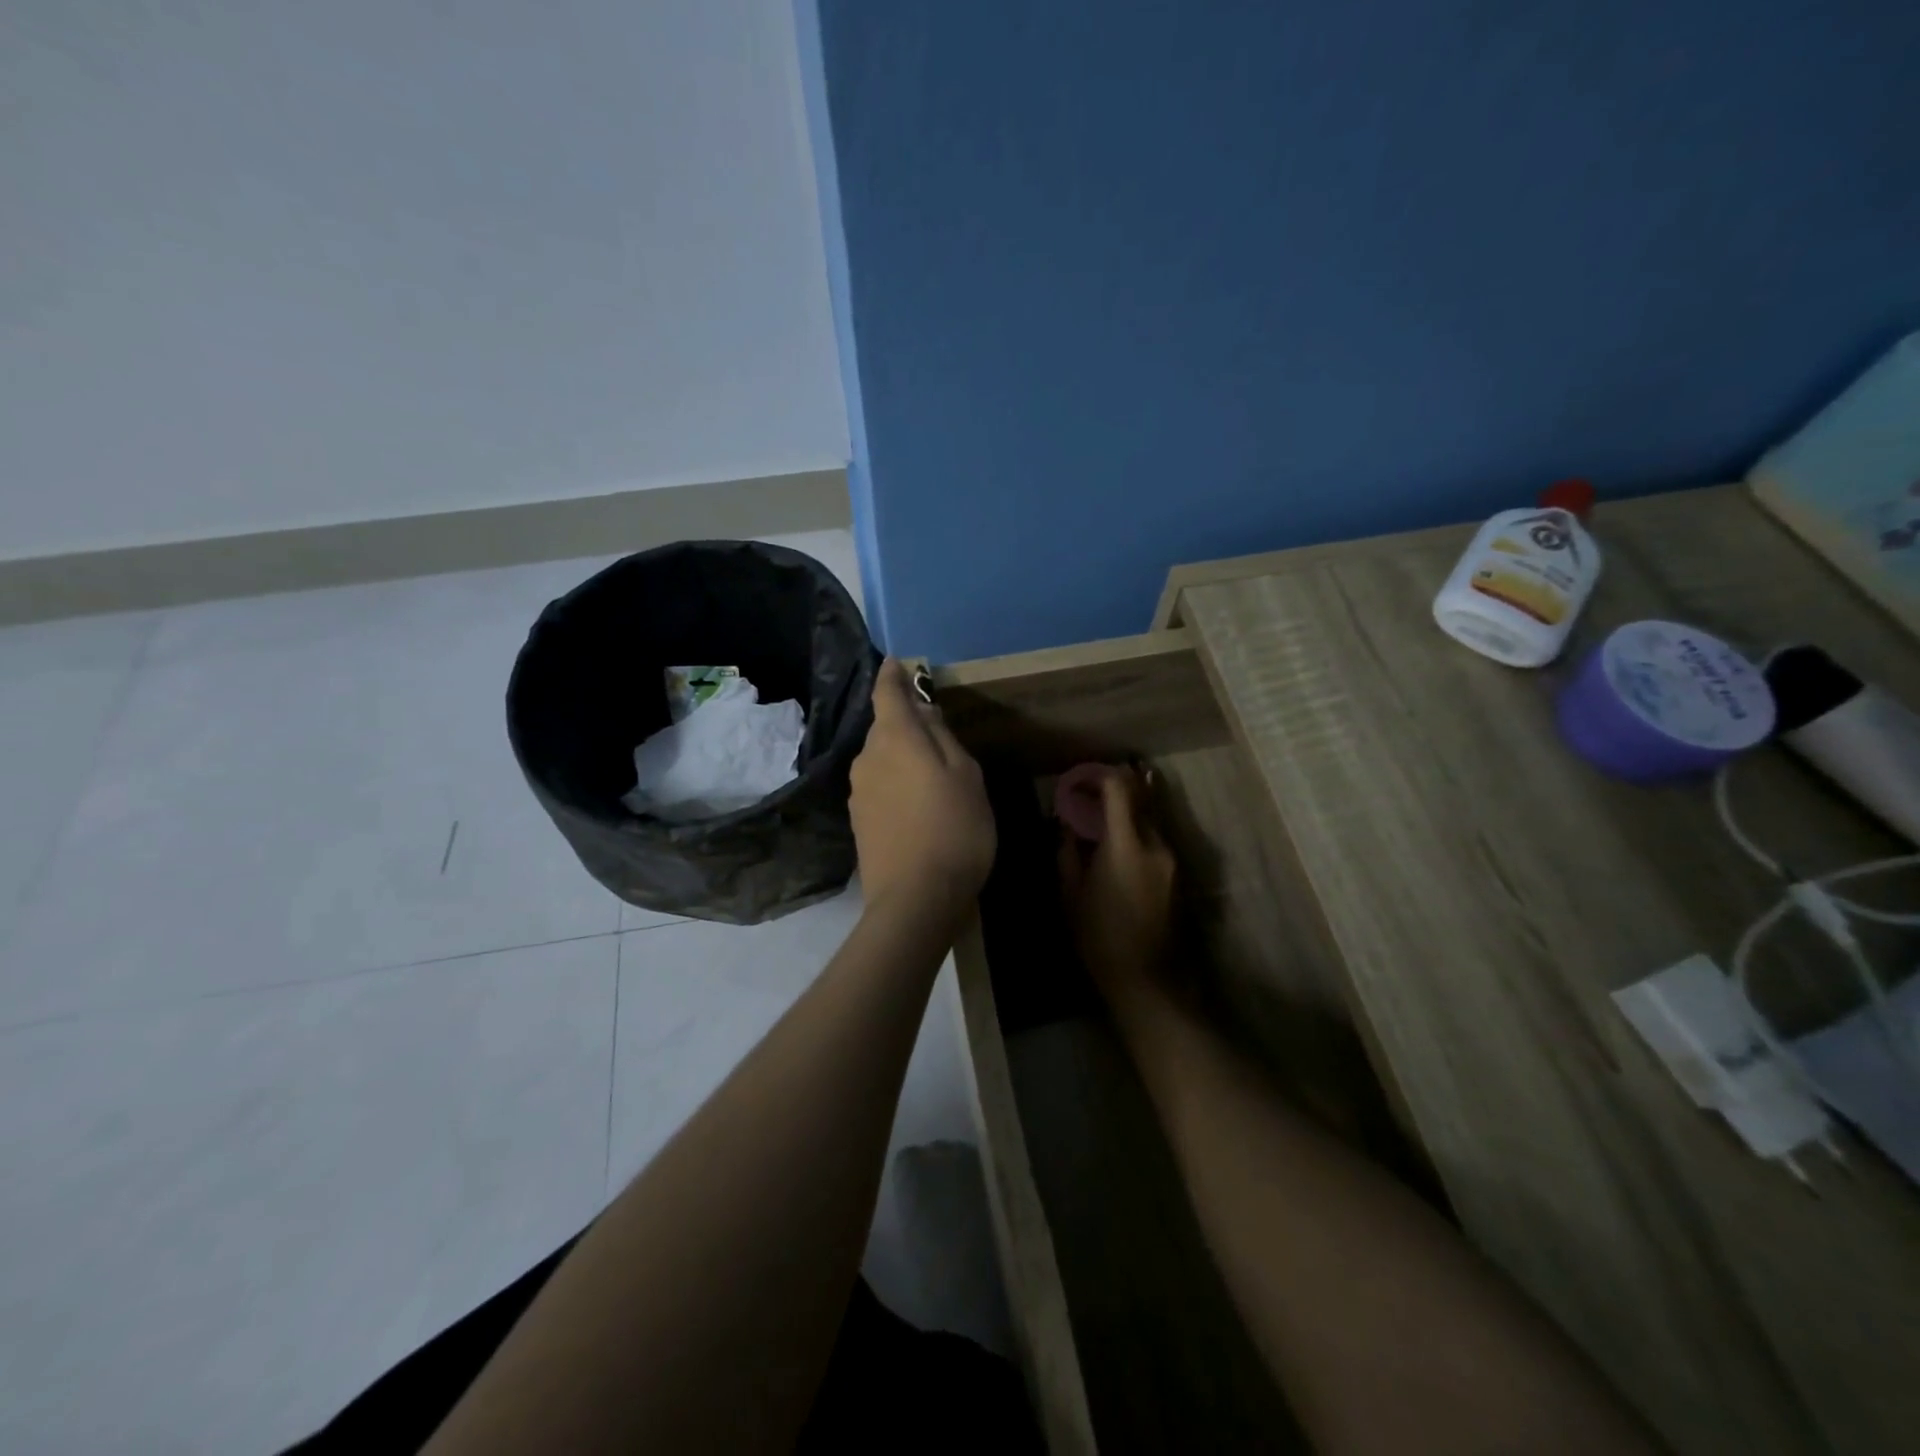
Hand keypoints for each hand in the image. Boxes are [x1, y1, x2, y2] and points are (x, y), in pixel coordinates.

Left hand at [850, 659, 995, 921]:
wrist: (915, 901)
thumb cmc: (953, 830)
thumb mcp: (966, 776)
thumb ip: (943, 737)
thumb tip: (923, 712)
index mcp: (895, 739)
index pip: (887, 693)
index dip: (892, 675)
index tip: (898, 662)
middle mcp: (867, 758)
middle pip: (885, 727)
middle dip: (907, 723)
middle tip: (940, 734)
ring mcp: (859, 791)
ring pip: (882, 758)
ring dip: (903, 756)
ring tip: (934, 777)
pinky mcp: (859, 820)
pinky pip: (879, 785)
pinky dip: (897, 783)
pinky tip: (918, 806)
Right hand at [1057, 767, 1176, 1005]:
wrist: (1146, 978)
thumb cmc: (1099, 936)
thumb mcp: (1070, 893)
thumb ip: (1068, 852)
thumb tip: (1067, 825)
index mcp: (1126, 844)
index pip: (1119, 789)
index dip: (1100, 775)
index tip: (1081, 777)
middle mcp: (1155, 844)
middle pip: (1140, 798)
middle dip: (1116, 788)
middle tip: (1090, 791)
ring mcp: (1172, 860)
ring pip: (1150, 819)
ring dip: (1128, 811)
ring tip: (1102, 816)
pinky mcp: (1177, 875)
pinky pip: (1156, 840)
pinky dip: (1138, 831)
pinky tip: (1119, 844)